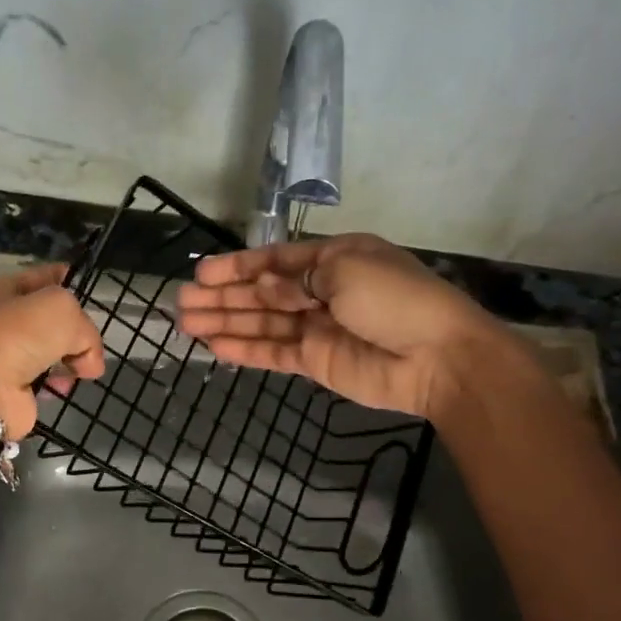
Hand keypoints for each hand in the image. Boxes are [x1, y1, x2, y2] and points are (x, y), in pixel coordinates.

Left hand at [0, 263, 105, 436]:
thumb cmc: (20, 335)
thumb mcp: (63, 310)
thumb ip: (86, 330)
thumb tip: (89, 362)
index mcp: (5, 290)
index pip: (44, 277)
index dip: (68, 280)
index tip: (91, 291)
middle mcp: (4, 320)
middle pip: (52, 319)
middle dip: (75, 330)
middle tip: (90, 341)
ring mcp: (8, 355)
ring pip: (53, 351)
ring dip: (71, 360)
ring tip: (80, 369)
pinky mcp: (14, 387)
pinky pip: (48, 379)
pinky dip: (58, 383)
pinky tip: (62, 386)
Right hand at [175, 234, 518, 421]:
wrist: (438, 357)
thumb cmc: (395, 300)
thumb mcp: (344, 271)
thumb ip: (294, 278)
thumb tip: (262, 285)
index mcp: (332, 259)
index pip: (274, 260)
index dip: (237, 267)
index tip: (201, 274)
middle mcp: (320, 291)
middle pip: (261, 293)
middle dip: (222, 296)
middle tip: (182, 302)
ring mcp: (316, 328)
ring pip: (261, 323)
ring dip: (225, 322)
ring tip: (186, 323)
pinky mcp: (316, 361)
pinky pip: (273, 352)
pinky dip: (245, 350)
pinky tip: (215, 347)